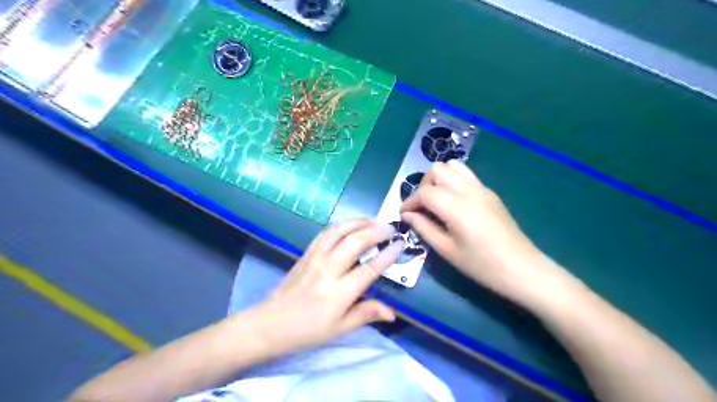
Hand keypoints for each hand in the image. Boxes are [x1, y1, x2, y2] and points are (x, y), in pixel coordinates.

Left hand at [248, 219, 402, 354]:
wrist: (270, 323)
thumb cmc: (307, 331)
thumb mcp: (339, 329)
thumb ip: (366, 314)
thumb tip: (392, 312)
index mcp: (339, 293)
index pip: (369, 269)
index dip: (387, 255)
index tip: (400, 244)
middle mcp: (327, 270)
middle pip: (354, 242)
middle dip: (375, 231)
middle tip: (390, 228)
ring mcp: (314, 259)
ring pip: (338, 232)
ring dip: (357, 223)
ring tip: (372, 220)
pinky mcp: (305, 254)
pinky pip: (324, 234)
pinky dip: (339, 226)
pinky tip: (348, 225)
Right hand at [402, 161, 575, 304]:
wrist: (522, 269)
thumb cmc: (482, 265)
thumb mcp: (447, 250)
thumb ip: (424, 228)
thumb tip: (407, 216)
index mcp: (456, 206)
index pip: (424, 192)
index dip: (409, 202)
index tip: (404, 216)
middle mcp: (467, 190)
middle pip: (437, 170)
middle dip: (423, 186)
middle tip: (422, 207)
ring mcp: (481, 188)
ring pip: (453, 166)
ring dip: (439, 179)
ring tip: (437, 201)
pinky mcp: (489, 192)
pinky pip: (466, 175)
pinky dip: (453, 181)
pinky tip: (453, 203)